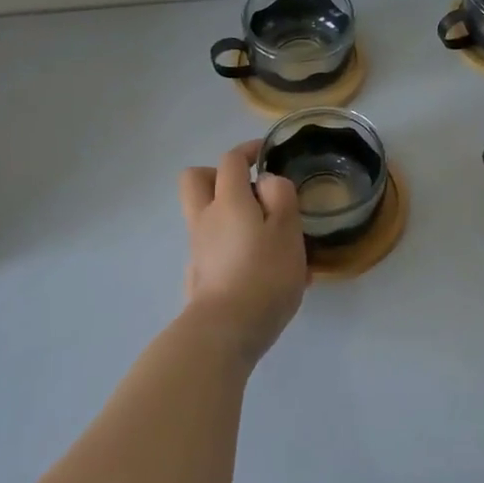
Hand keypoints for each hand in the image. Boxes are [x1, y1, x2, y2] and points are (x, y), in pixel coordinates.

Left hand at [177, 142, 310, 363]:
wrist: (225, 331)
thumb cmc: (263, 274)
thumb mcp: (287, 229)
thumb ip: (281, 196)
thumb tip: (266, 182)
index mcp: (228, 200)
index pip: (230, 160)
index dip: (248, 150)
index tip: (266, 153)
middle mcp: (205, 218)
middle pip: (196, 180)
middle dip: (219, 175)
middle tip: (249, 188)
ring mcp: (198, 249)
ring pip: (205, 215)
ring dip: (229, 213)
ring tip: (268, 235)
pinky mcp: (198, 275)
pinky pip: (214, 246)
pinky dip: (232, 245)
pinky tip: (262, 269)